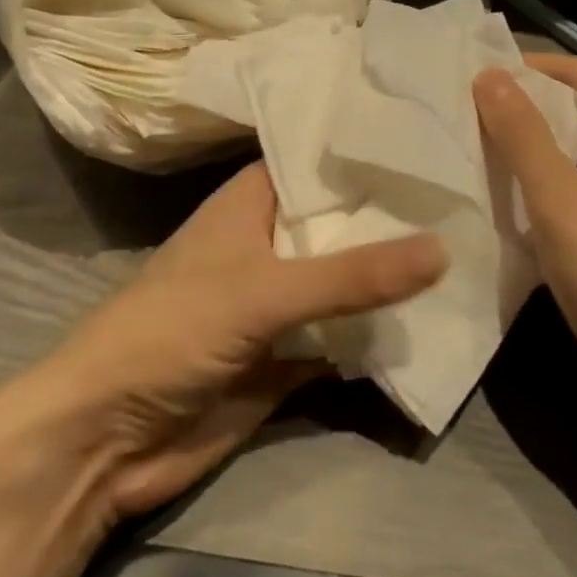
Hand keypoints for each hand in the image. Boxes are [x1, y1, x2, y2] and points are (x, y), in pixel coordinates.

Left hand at [0, 161, 445, 540]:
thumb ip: (353, 275)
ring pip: (348, 279)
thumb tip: (443, 249)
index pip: (318, 158)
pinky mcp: (290, 353)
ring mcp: (282, 300)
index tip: (430, 134)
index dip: (367, 146)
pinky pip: (346, 334)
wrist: (105, 442)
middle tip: (468, 188)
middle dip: (395, 213)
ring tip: (470, 241)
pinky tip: (439, 314)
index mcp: (252, 202)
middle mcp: (270, 242)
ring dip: (394, 273)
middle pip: (342, 220)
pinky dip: (381, 331)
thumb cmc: (171, 332)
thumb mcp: (263, 291)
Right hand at [474, 55, 576, 453]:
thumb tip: (489, 73)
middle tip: (457, 115)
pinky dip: (536, 194)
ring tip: (465, 153)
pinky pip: (571, 198)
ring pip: (568, 160)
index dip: (526, 68)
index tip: (470, 75)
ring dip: (523, 156)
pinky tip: (495, 203)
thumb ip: (523, 132)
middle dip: (518, 113)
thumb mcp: (560, 198)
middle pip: (572, 115)